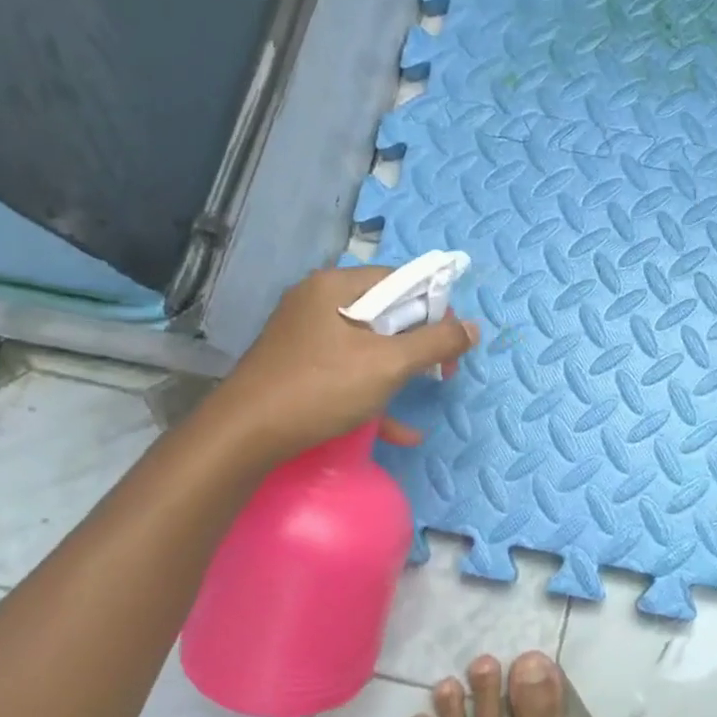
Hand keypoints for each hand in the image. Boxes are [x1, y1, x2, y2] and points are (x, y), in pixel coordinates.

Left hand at [212, 266, 478, 460]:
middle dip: (420, 341)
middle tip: (443, 370)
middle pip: (386, 312)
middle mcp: (319, 302)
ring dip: (402, 369)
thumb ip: (435, 343)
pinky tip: (402, 430)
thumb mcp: (388, 364)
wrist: (244, 437)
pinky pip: (349, 371)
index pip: (400, 279)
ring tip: (429, 389)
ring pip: (369, 344)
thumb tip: (472, 328)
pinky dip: (375, 393)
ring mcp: (306, 337)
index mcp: (336, 286)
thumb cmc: (321, 388)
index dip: (434, 306)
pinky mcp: (300, 368)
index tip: (452, 342)